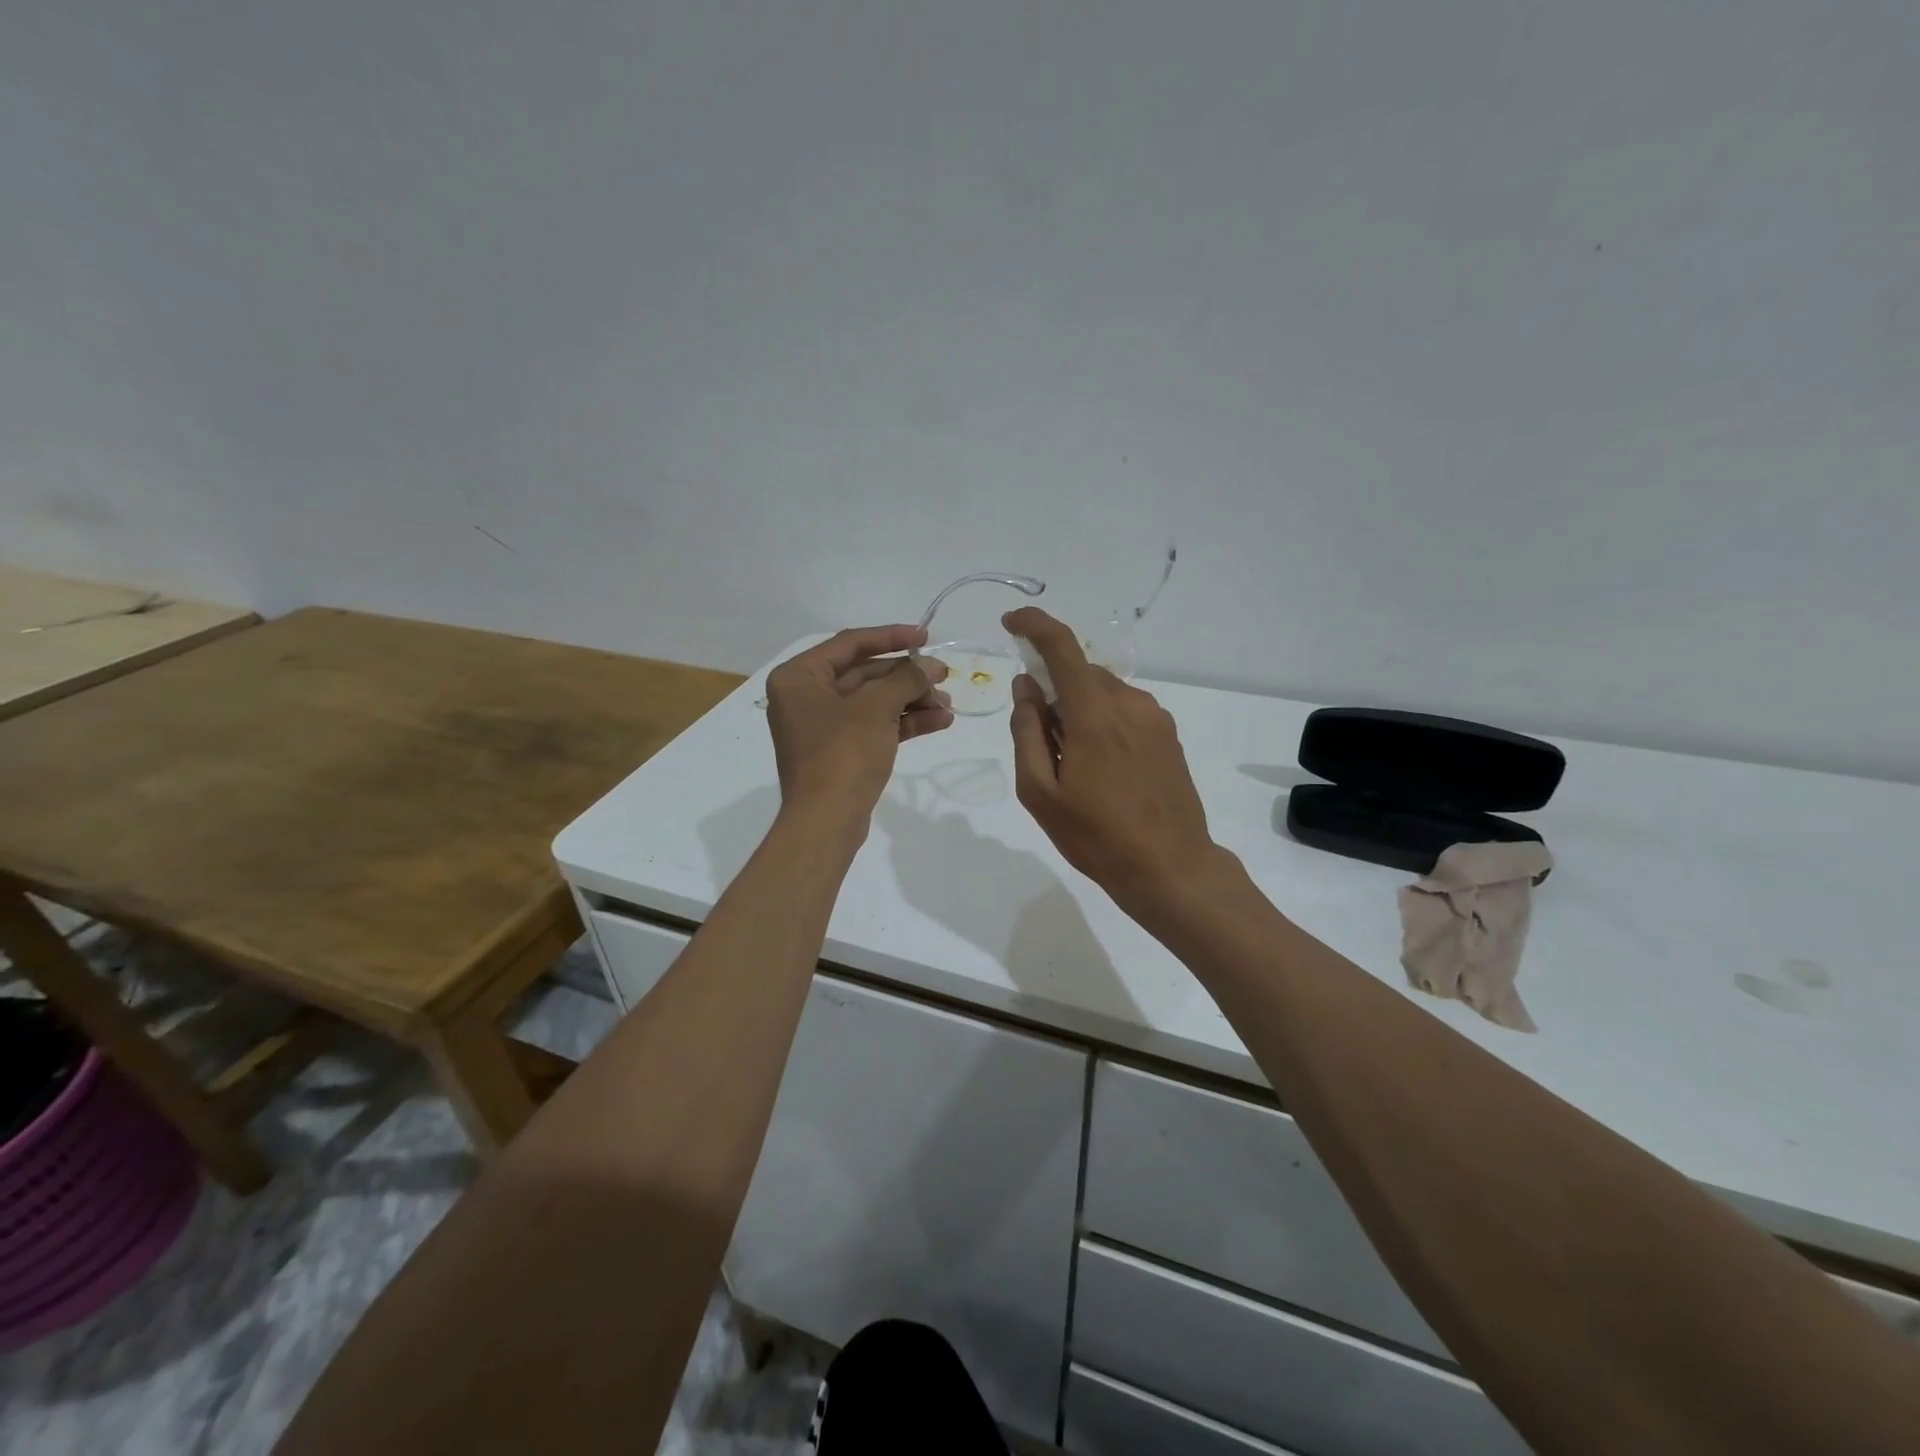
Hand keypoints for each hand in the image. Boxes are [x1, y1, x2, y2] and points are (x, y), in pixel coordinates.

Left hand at [765, 626, 952, 829]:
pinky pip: (875, 726)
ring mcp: (823, 727)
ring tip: (948, 705)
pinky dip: (904, 722)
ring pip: (874, 702)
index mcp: (799, 677)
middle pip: (865, 674)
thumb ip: (906, 678)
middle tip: (944, 676)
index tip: (925, 637)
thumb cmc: (843, 753)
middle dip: (907, 677)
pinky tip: (940, 721)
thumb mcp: (876, 707)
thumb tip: (931, 665)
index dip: (891, 637)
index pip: (850, 644)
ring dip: (911, 700)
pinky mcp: (840, 752)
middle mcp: (806, 697)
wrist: (826, 822)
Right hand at [1005, 607, 1224, 916]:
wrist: (1170, 868)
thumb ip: (1027, 731)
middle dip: (1054, 691)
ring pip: (1104, 693)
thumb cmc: (1096, 836)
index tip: (1011, 623)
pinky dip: (1103, 722)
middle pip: (1081, 674)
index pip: (1061, 647)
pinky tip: (1103, 768)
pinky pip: (1125, 711)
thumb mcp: (1039, 791)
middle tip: (1043, 742)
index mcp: (1094, 713)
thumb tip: (1025, 686)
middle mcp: (1129, 702)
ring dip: (1080, 710)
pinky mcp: (1169, 734)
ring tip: (1075, 765)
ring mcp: (1155, 717)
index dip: (1034, 625)